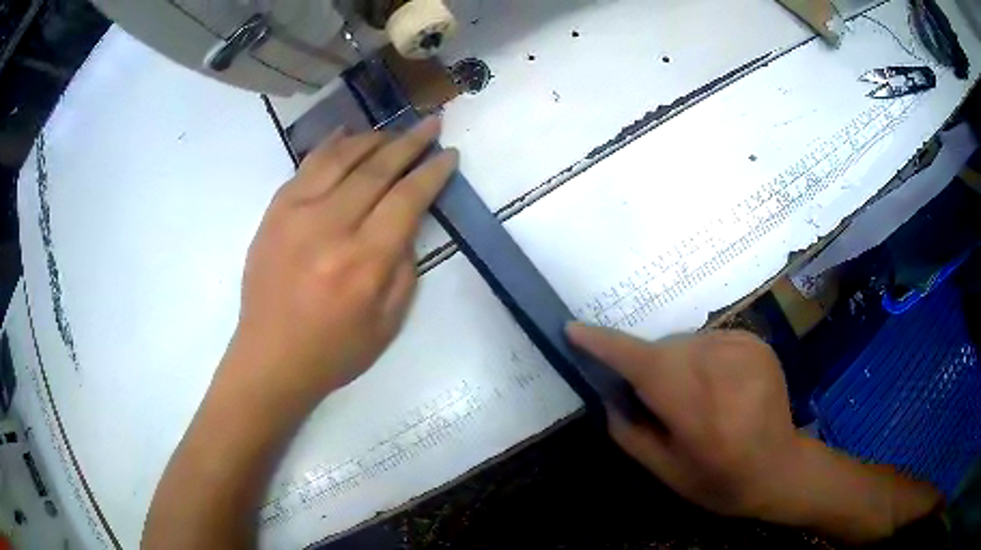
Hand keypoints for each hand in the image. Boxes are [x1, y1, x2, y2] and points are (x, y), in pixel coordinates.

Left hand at [227, 117, 457, 405]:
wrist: (270, 358)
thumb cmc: (334, 351)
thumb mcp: (389, 323)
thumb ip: (404, 267)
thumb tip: (407, 221)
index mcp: (364, 262)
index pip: (407, 198)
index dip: (432, 172)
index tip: (448, 154)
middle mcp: (330, 228)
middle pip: (377, 169)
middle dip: (409, 142)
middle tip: (430, 123)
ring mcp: (296, 214)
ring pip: (341, 158)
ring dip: (372, 139)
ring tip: (392, 132)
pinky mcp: (274, 213)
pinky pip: (306, 166)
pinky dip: (330, 145)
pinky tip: (346, 133)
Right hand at [567, 325, 801, 516]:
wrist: (780, 469)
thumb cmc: (719, 482)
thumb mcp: (664, 471)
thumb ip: (628, 431)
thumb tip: (610, 393)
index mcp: (696, 408)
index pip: (642, 363)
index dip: (605, 345)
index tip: (574, 329)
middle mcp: (721, 368)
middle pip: (663, 350)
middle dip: (647, 366)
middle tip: (652, 398)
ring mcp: (744, 349)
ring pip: (687, 343)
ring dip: (676, 363)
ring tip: (693, 397)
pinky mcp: (757, 342)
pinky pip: (711, 341)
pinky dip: (702, 358)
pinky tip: (718, 387)